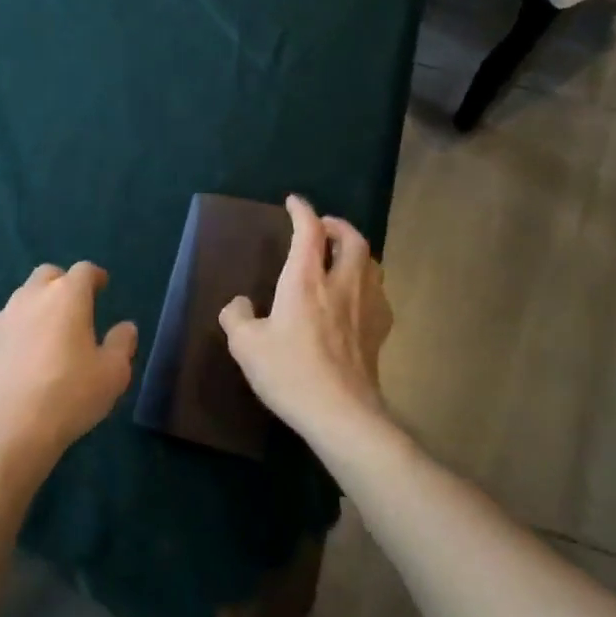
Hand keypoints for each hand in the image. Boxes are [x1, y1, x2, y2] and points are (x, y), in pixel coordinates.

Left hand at [0, 262, 135, 479]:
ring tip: (50, 332)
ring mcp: (3, 318)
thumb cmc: (70, 395)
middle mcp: (32, 296)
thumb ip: (122, 343)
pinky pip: (7, 325)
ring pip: (24, 297)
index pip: (84, 270)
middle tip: (75, 306)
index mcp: (66, 296)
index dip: (95, 276)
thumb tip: (126, 327)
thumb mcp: (113, 373)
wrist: (9, 429)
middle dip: (63, 283)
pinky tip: (25, 357)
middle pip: (48, 275)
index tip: (102, 286)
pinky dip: (19, 330)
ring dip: (39, 305)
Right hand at [219, 196, 392, 442]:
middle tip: (323, 228)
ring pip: (372, 263)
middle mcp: (341, 284)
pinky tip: (357, 297)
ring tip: (341, 257)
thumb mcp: (245, 346)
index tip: (293, 202)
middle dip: (338, 225)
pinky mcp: (380, 332)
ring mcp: (366, 308)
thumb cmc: (290, 373)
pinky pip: (379, 293)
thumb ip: (236, 317)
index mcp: (305, 280)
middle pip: (352, 239)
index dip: (301, 211)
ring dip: (357, 251)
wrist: (341, 414)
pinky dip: (368, 282)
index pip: (308, 231)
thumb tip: (238, 303)